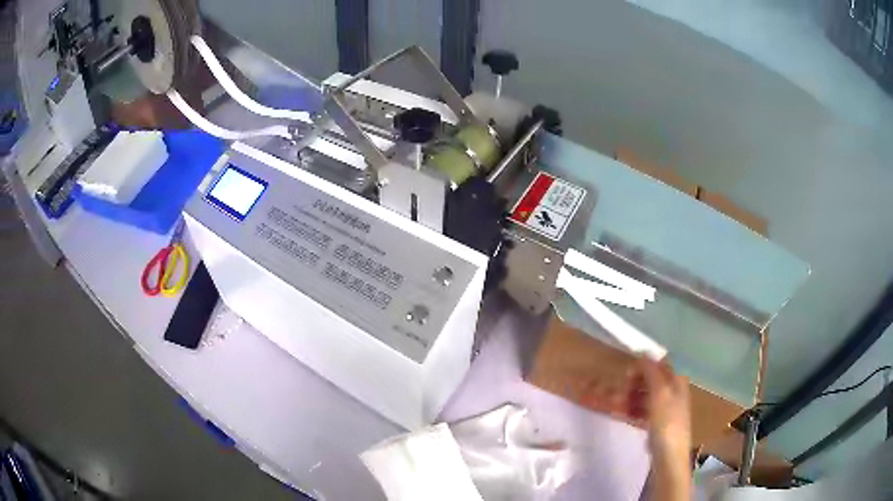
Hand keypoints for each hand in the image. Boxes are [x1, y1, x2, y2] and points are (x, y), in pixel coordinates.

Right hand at [631, 357, 691, 500]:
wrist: (669, 455)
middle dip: (634, 383)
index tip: (626, 372)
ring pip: (645, 396)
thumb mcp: (659, 393)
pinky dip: (631, 411)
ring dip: (630, 397)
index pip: (660, 366)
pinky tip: (620, 415)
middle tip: (619, 389)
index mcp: (677, 382)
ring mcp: (665, 409)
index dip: (643, 366)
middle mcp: (673, 392)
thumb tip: (644, 351)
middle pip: (651, 381)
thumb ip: (652, 372)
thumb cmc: (666, 422)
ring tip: (615, 404)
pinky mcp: (656, 424)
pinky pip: (642, 411)